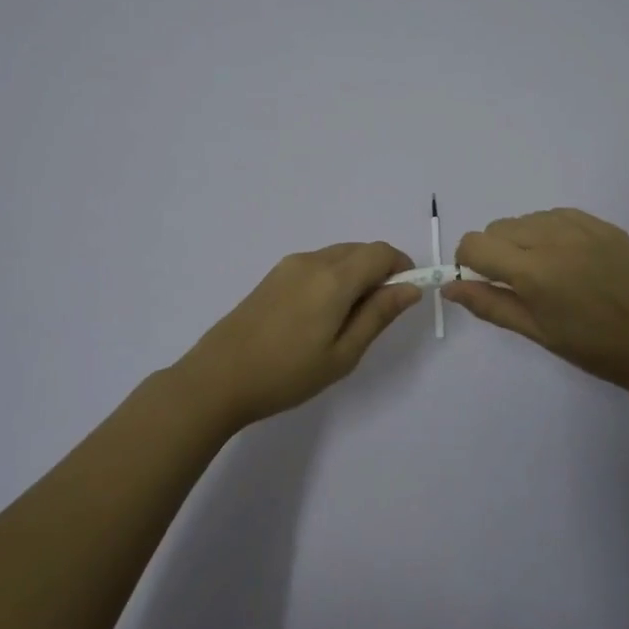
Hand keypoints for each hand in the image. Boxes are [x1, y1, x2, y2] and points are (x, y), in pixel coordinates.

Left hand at [172, 242, 422, 432]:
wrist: (218, 378)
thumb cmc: (287, 374)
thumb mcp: (343, 354)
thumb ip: (378, 315)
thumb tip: (411, 288)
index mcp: (334, 278)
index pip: (381, 252)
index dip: (401, 268)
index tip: (404, 298)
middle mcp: (313, 261)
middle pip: (360, 250)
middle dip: (379, 272)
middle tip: (376, 316)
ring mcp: (289, 266)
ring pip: (338, 256)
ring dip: (355, 275)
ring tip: (346, 321)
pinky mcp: (273, 276)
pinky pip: (317, 265)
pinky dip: (333, 278)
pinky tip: (319, 316)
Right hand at [443, 208, 628, 396]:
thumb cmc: (592, 347)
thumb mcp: (535, 332)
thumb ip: (489, 304)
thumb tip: (449, 288)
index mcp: (533, 270)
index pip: (475, 244)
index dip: (468, 262)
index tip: (482, 282)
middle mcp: (552, 237)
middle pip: (497, 228)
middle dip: (494, 252)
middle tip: (518, 284)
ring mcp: (580, 226)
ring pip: (525, 219)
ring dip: (522, 241)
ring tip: (548, 272)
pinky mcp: (601, 223)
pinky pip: (556, 215)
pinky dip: (549, 232)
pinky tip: (568, 259)